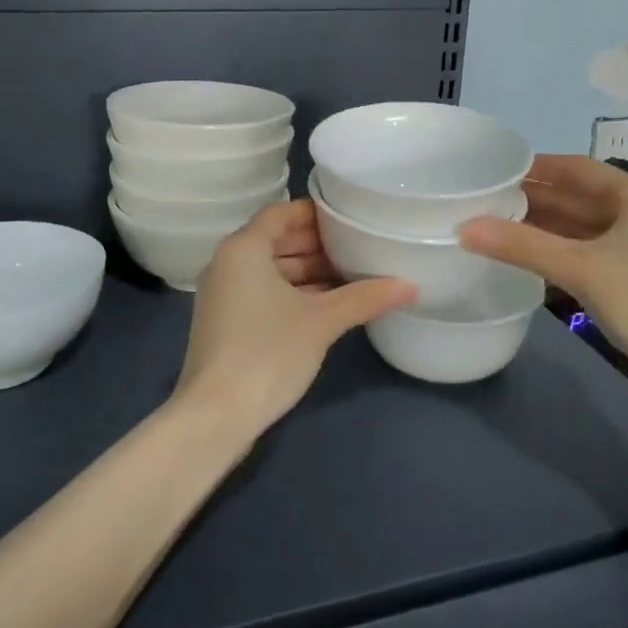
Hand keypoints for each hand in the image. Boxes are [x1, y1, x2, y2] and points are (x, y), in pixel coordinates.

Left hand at [174, 201, 414, 439]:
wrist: (216, 415)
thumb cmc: (267, 352)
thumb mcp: (322, 321)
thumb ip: (365, 297)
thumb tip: (412, 285)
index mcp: (243, 248)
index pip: (282, 213)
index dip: (316, 213)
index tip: (350, 217)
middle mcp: (228, 263)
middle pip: (277, 240)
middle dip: (317, 244)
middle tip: (359, 246)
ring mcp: (224, 294)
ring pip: (271, 269)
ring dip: (308, 271)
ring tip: (352, 275)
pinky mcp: (227, 322)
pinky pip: (263, 291)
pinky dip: (293, 292)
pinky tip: (328, 305)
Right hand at [458, 155, 627, 393]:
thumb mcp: (580, 269)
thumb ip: (521, 245)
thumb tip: (463, 228)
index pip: (574, 168)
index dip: (533, 168)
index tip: (492, 171)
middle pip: (577, 195)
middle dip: (533, 198)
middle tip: (484, 200)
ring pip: (582, 224)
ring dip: (543, 225)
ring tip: (495, 225)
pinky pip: (589, 248)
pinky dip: (559, 248)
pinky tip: (528, 254)